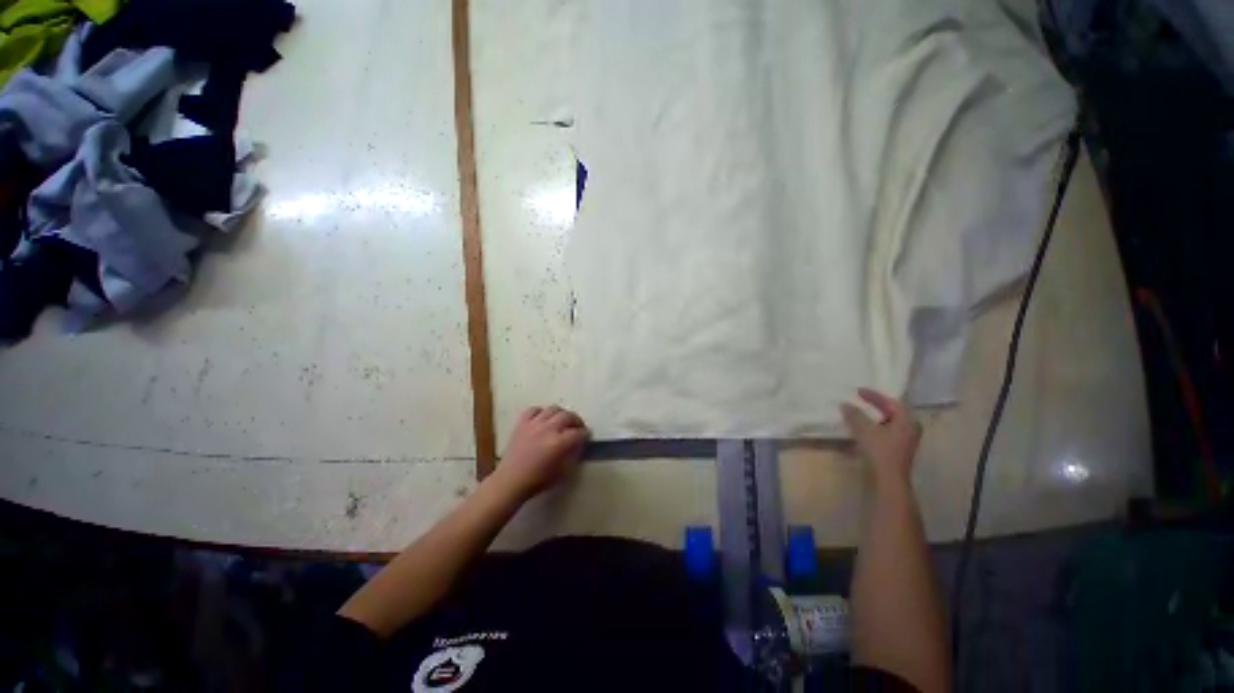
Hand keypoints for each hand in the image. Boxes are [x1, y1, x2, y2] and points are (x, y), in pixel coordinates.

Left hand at [495, 405, 589, 500]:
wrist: (510, 480)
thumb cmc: (537, 480)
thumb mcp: (562, 471)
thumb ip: (572, 454)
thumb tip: (578, 444)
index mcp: (559, 443)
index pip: (578, 433)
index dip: (585, 434)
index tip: (586, 436)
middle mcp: (548, 429)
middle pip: (568, 416)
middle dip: (576, 421)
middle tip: (577, 427)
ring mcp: (534, 423)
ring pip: (553, 409)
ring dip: (560, 414)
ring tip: (561, 421)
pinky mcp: (522, 423)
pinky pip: (534, 410)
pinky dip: (540, 412)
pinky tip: (542, 419)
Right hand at [841, 388, 920, 486]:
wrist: (889, 478)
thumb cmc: (880, 451)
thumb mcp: (865, 430)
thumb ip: (855, 415)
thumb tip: (845, 404)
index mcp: (907, 420)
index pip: (891, 402)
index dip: (874, 395)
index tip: (858, 391)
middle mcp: (911, 428)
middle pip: (893, 411)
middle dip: (877, 404)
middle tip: (861, 399)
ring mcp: (907, 439)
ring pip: (890, 421)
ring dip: (876, 415)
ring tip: (861, 412)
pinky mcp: (900, 448)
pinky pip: (888, 430)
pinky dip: (877, 425)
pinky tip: (866, 427)